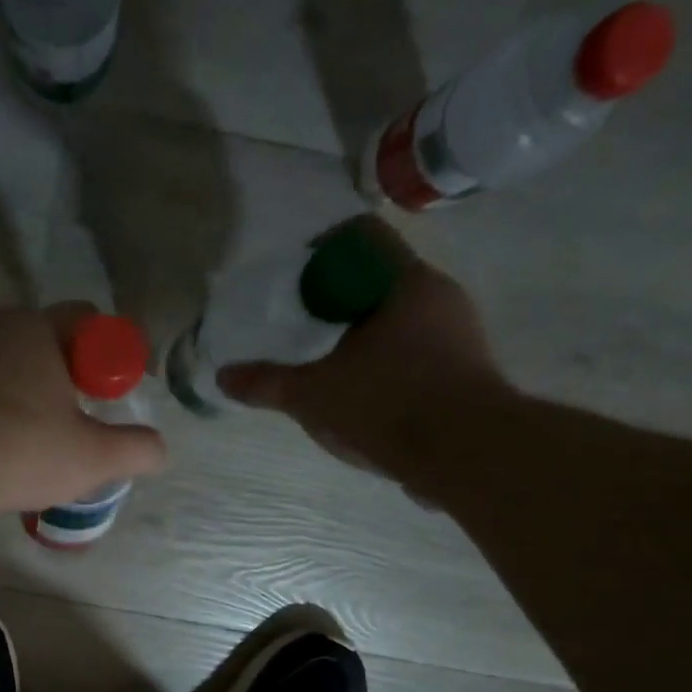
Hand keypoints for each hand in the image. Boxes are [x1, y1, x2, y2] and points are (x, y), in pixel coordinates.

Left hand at [0, 305, 167, 524]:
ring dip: (32, 395)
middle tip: (79, 425)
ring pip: (12, 365)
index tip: (113, 399)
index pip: (91, 322)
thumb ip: (136, 449)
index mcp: (38, 326)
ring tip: (37, 441)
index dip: (112, 359)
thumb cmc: (14, 449)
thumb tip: (159, 448)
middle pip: (50, 343)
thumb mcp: (90, 457)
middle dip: (72, 379)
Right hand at [217, 217, 513, 500]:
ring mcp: (460, 332)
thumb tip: (223, 376)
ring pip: (400, 317)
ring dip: (363, 334)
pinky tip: (365, 396)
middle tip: (305, 330)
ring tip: (330, 368)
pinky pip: (419, 350)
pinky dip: (387, 362)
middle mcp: (439, 295)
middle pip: (379, 278)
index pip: (361, 236)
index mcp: (404, 282)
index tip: (297, 281)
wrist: (468, 455)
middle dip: (338, 301)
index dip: (322, 249)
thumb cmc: (388, 405)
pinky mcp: (468, 369)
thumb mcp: (314, 395)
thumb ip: (267, 383)